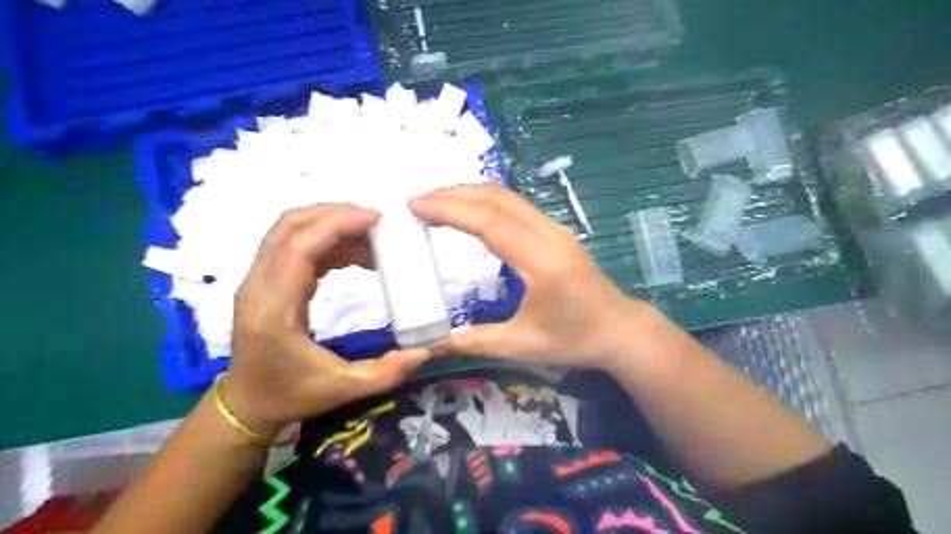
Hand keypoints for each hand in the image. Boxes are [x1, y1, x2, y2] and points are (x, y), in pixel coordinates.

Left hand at [221, 204, 428, 442]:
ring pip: (289, 230)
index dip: (336, 224)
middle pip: (290, 227)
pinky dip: (327, 240)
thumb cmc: (291, 395)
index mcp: (274, 310)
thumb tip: (426, 350)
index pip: (298, 247)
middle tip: (377, 221)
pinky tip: (356, 254)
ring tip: (372, 236)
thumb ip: (387, 371)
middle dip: (335, 214)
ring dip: (331, 223)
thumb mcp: (344, 388)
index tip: (375, 219)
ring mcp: (258, 280)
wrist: (247, 403)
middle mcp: (258, 287)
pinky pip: (294, 245)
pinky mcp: (266, 280)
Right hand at [409, 184, 655, 371]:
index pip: (488, 222)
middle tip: (418, 202)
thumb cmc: (575, 339)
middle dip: (453, 194)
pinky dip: (486, 201)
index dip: (449, 210)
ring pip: (507, 197)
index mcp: (541, 261)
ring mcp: (554, 229)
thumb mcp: (522, 345)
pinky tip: (469, 211)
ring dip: (470, 194)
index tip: (415, 206)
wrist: (620, 330)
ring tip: (436, 202)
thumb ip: (475, 341)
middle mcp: (548, 235)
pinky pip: (516, 205)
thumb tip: (432, 345)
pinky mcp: (555, 232)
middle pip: (496, 199)